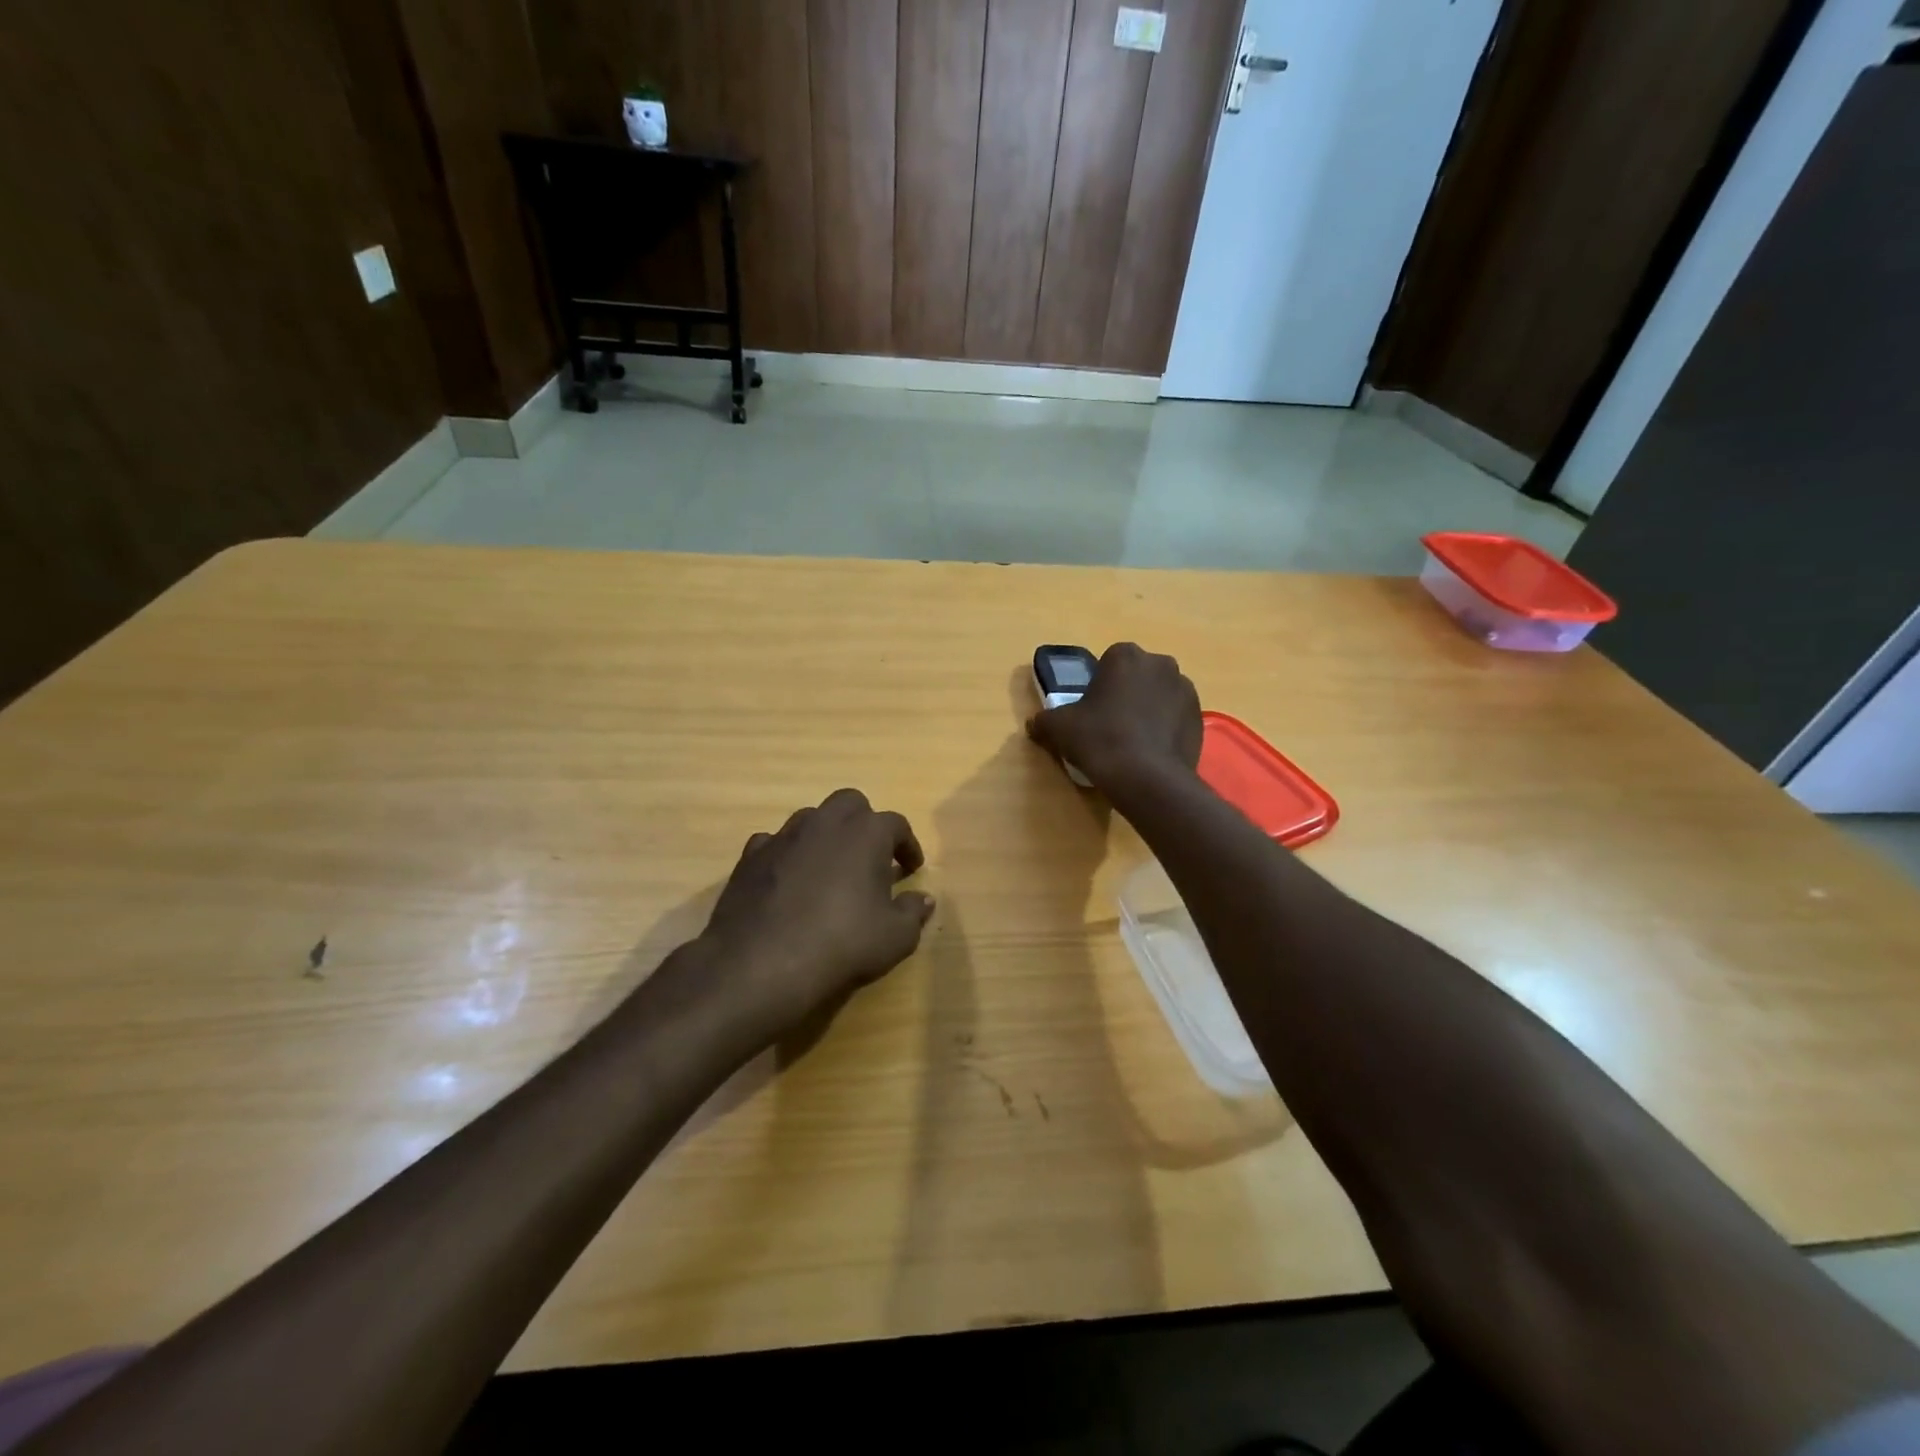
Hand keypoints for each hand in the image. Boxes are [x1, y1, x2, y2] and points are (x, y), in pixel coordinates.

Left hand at [697, 789, 934, 1044]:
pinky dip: (788, 855)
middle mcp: (825, 822)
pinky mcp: (750, 856)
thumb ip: (913, 912)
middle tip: (870, 857)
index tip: (911, 868)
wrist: (759, 964)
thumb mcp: (894, 938)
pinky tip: (789, 881)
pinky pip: (775, 843)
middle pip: (851, 804)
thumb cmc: (841, 945)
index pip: (896, 825)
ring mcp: (783, 836)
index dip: (908, 846)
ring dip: (826, 836)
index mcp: (866, 833)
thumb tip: (923, 898)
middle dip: (864, 824)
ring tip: (830, 869)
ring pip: (811, 818)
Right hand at [1026, 642, 1201, 789]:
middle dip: (1127, 694)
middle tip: (1110, 725)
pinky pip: (1176, 718)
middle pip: (1137, 676)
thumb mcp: (1059, 728)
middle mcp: (1161, 664)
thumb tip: (1035, 724)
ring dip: (1148, 711)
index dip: (1099, 685)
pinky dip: (1165, 730)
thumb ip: (1044, 720)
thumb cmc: (1100, 739)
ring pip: (1159, 696)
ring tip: (1132, 743)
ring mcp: (1186, 691)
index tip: (1091, 710)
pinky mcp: (1200, 718)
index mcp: (1126, 656)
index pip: (1109, 662)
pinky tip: (1150, 753)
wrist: (1146, 778)